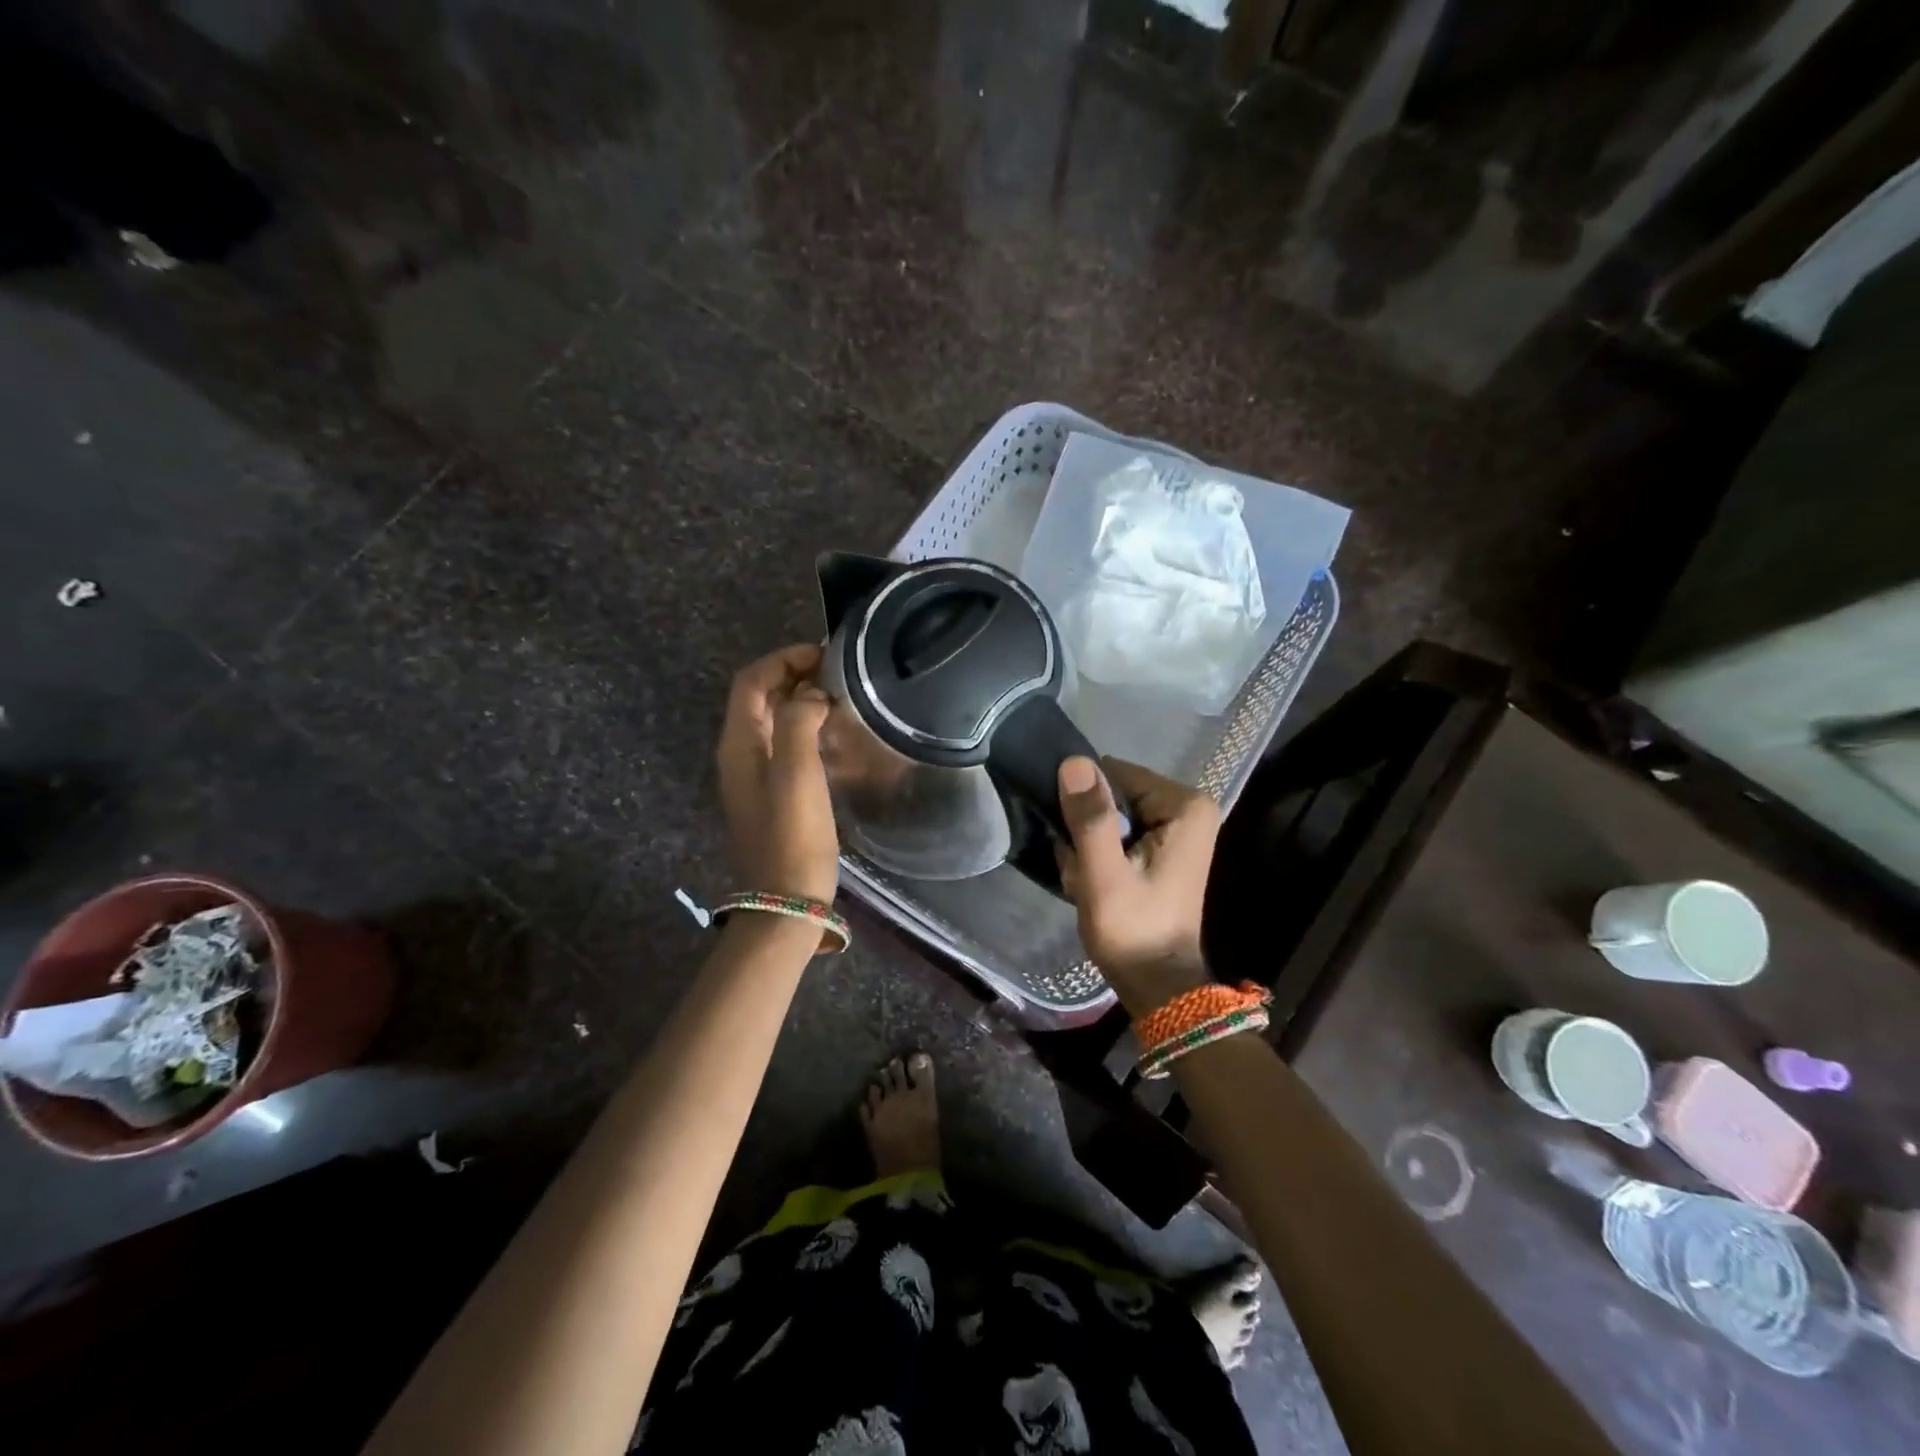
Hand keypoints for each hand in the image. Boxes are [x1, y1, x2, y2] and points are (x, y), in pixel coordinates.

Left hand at [717, 645, 838, 902]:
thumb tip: (813, 695)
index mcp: (739, 742)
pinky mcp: (772, 794)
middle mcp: (740, 753)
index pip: (751, 680)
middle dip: (793, 675)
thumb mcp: (797, 771)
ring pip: (772, 721)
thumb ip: (800, 720)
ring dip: (800, 700)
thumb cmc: (793, 834)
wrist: (786, 900)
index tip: (824, 654)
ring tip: (839, 695)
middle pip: (758, 697)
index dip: (783, 659)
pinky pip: (784, 744)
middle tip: (837, 672)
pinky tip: (833, 734)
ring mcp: (754, 776)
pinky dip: (804, 727)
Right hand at [1055, 756, 1220, 1015]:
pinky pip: (1118, 835)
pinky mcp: (1163, 848)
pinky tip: (1096, 885)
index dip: (1087, 808)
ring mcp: (1177, 828)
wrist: (1156, 984)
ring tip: (1089, 881)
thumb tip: (1073, 761)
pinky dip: (1100, 857)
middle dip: (1088, 831)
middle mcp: (1187, 808)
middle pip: (1113, 796)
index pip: (1113, 775)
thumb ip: (1091, 817)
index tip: (1082, 850)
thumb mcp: (1104, 874)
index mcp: (1184, 805)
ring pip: (1109, 817)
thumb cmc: (1133, 929)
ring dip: (1090, 848)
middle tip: (1085, 871)